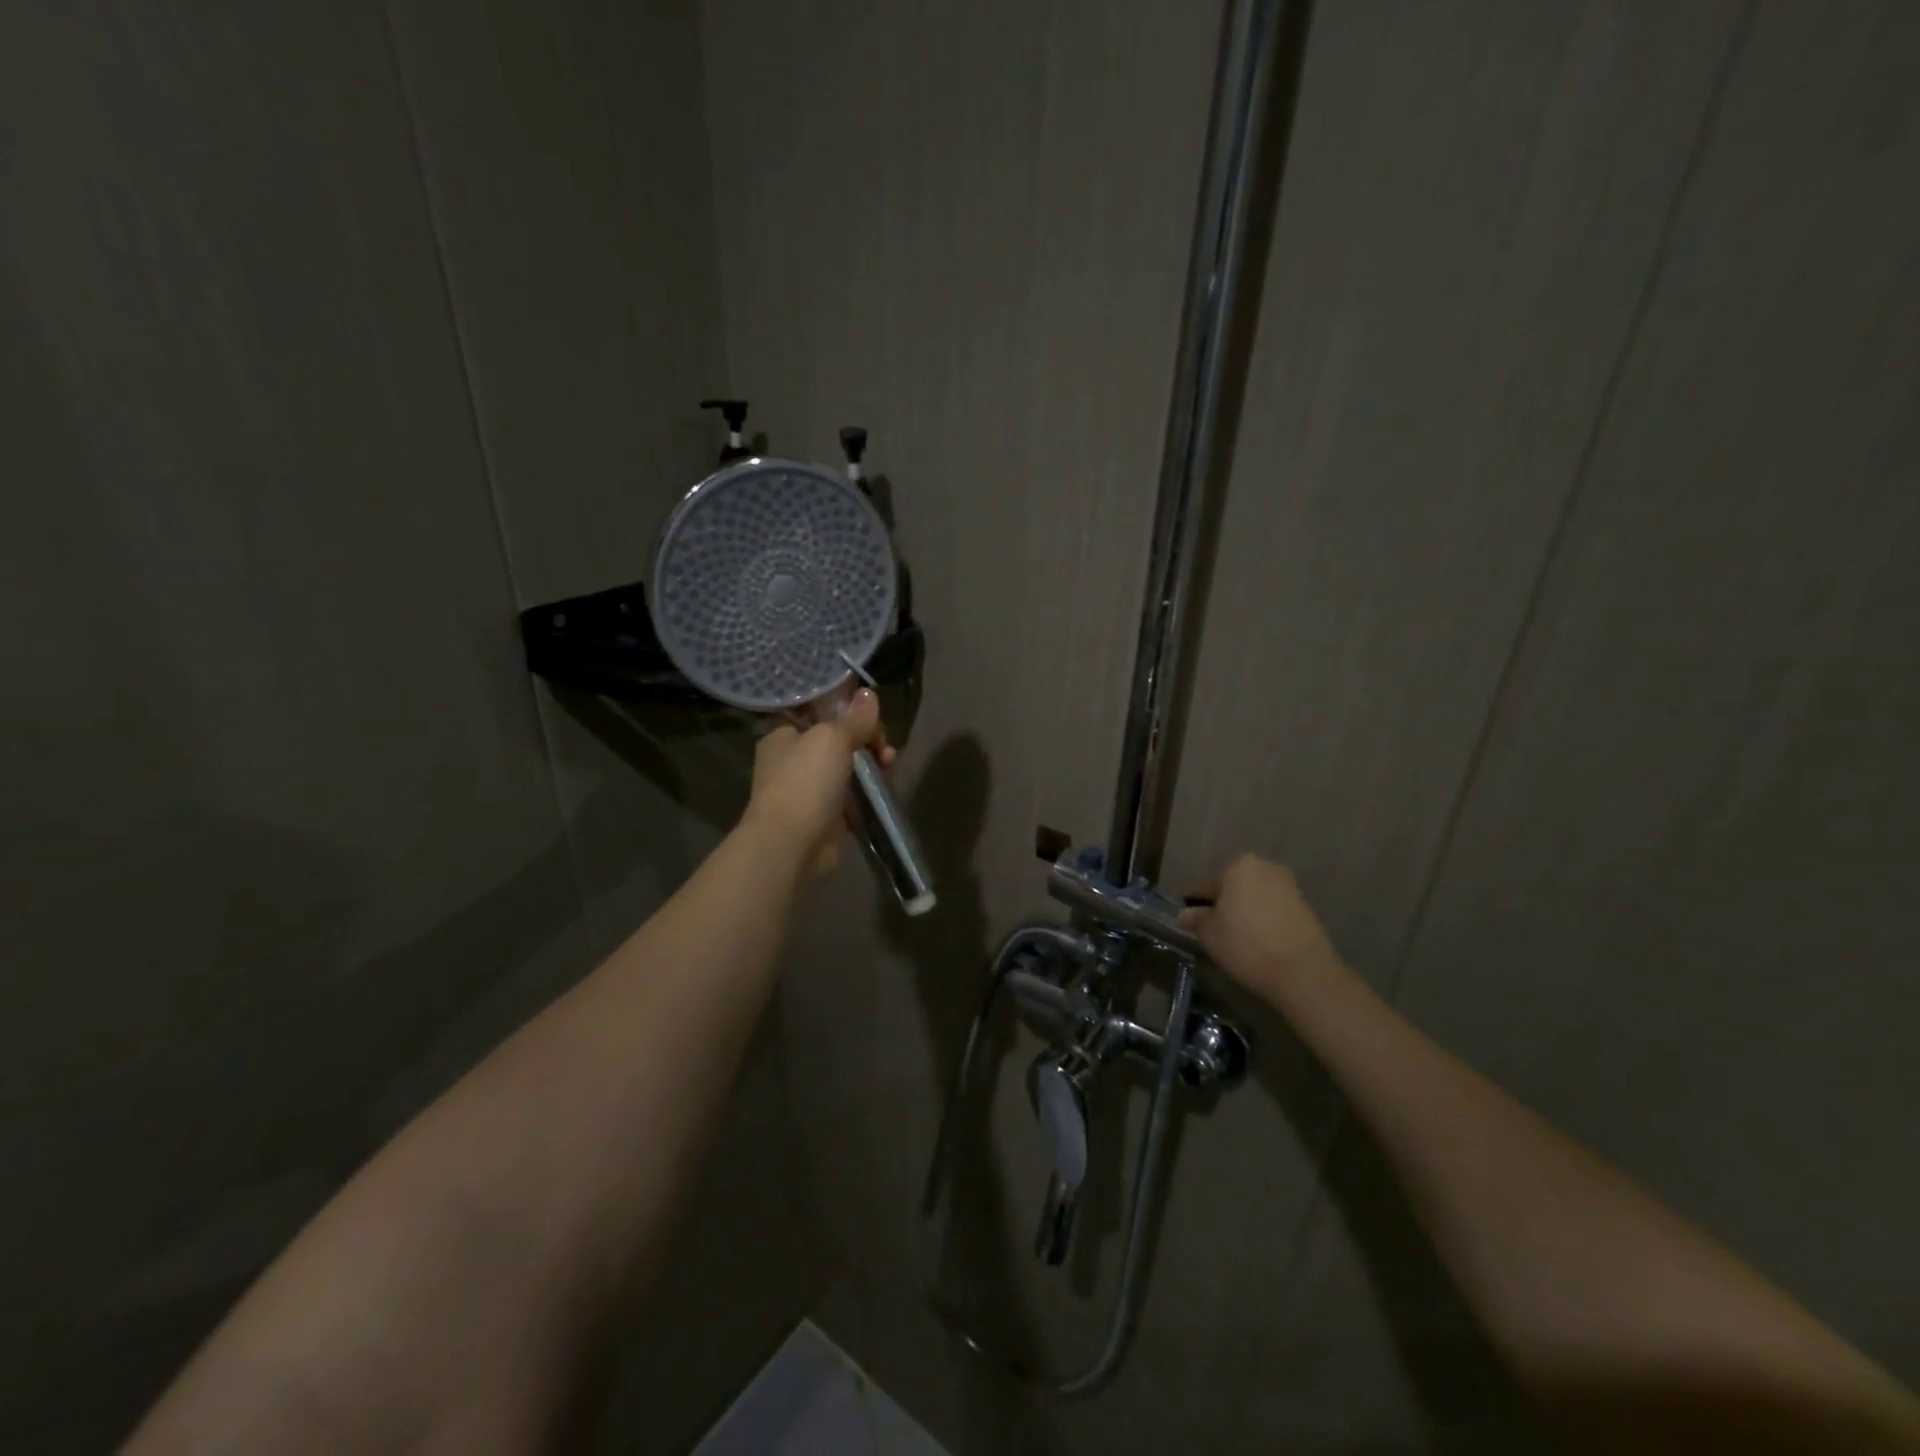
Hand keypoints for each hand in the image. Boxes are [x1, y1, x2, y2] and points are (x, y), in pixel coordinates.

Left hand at [743, 688, 895, 884]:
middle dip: (866, 739)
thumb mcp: (832, 738)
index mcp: (783, 736)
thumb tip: (869, 694)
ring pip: (848, 769)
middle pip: (837, 741)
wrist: (793, 845)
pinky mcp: (827, 817)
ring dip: (872, 764)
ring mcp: (809, 791)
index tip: (869, 714)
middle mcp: (792, 762)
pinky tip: (887, 787)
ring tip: (890, 764)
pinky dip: (870, 792)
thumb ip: (854, 718)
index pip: (814, 713)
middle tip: (884, 744)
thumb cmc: (805, 781)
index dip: (843, 710)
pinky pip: (854, 797)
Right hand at [1180, 854, 1339, 1002]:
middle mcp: (1267, 868)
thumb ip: (1196, 919)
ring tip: (1235, 939)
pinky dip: (1264, 922)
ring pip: (1256, 898)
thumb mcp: (1210, 934)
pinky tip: (1257, 943)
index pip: (1208, 884)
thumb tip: (1186, 914)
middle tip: (1212, 929)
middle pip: (1235, 887)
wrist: (1303, 973)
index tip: (1189, 920)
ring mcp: (1290, 887)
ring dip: (1245, 913)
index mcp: (1239, 866)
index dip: (1196, 903)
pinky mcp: (1307, 909)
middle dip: (1224, 904)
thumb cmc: (1246, 945)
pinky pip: (1274, 910)